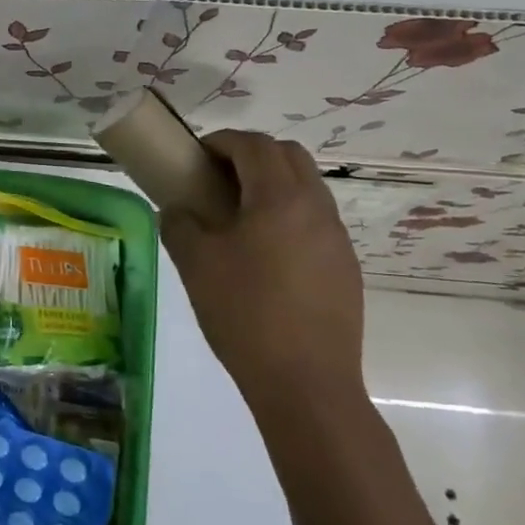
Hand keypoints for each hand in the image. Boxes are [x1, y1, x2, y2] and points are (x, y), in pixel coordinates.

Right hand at [159, 131, 364, 404]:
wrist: (305, 382)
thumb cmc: (244, 314)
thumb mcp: (195, 264)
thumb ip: (180, 224)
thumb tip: (178, 210)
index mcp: (280, 198)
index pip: (254, 145)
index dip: (222, 142)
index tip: (196, 156)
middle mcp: (316, 207)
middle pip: (289, 156)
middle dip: (251, 155)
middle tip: (217, 179)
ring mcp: (336, 237)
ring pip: (307, 187)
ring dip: (272, 185)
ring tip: (238, 217)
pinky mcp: (345, 266)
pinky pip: (315, 220)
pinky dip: (288, 215)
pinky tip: (264, 254)